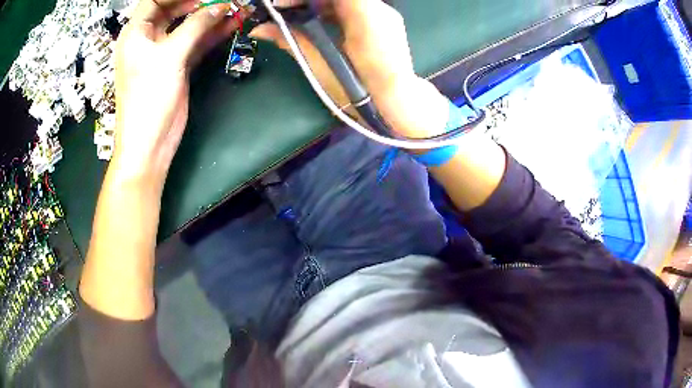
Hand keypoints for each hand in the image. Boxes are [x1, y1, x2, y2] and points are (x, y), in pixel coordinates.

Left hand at [113, 0, 246, 185]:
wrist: (149, 143)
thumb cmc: (148, 98)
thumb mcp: (169, 56)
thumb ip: (196, 26)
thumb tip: (221, 6)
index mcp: (136, 33)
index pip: (155, 0)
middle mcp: (149, 39)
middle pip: (175, 9)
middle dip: (199, 2)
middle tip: (224, 0)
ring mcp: (164, 52)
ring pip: (188, 25)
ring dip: (210, 17)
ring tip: (236, 7)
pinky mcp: (177, 65)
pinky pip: (196, 42)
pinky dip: (212, 34)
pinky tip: (231, 24)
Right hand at [250, 0, 448, 137]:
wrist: (397, 103)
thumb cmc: (358, 90)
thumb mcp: (321, 66)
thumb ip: (291, 40)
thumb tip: (260, 29)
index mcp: (365, 16)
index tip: (280, 4)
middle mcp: (378, 8)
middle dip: (305, 0)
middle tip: (281, 9)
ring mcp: (383, 13)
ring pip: (342, 0)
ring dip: (316, 3)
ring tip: (294, 15)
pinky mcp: (382, 20)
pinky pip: (351, 6)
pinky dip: (330, 8)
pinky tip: (315, 19)